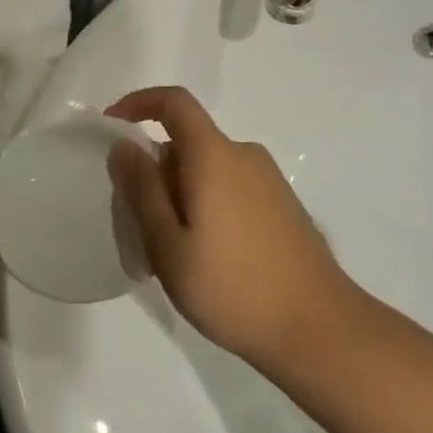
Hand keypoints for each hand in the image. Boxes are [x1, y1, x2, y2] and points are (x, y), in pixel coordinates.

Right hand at [106, 87, 351, 370]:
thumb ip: (142, 190)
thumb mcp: (168, 245)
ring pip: (207, 171)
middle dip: (155, 173)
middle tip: (138, 226)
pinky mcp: (283, 206)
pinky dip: (206, 208)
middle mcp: (244, 156)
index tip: (112, 128)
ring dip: (180, 196)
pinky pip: (230, 189)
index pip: (174, 103)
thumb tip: (124, 146)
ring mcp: (269, 181)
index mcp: (215, 155)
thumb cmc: (233, 287)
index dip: (139, 103)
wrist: (320, 330)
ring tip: (171, 255)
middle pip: (187, 144)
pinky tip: (206, 260)